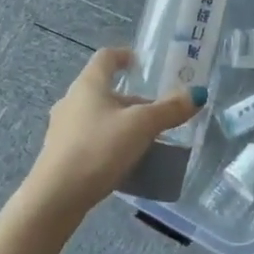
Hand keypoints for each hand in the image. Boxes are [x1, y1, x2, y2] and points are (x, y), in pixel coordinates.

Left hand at [18, 48, 203, 227]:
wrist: (56, 197)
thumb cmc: (98, 149)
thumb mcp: (141, 127)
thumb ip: (169, 110)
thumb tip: (197, 94)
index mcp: (88, 84)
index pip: (106, 57)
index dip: (124, 55)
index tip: (142, 64)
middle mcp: (71, 100)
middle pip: (104, 89)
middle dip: (131, 98)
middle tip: (156, 111)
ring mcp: (62, 128)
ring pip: (97, 115)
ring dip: (120, 121)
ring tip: (145, 137)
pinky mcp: (60, 154)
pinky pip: (90, 138)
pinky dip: (109, 141)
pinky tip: (124, 160)